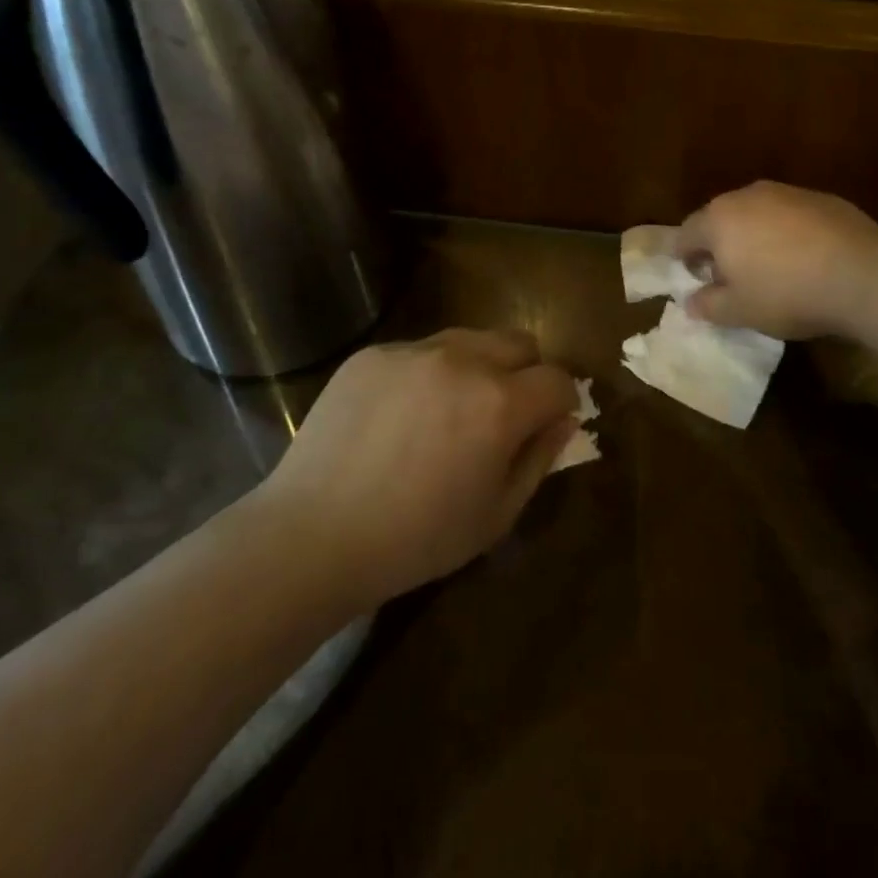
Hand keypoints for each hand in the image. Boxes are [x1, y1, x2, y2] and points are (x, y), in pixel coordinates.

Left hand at [260, 329, 578, 608]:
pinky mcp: (374, 353)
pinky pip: (420, 350)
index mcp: (500, 403)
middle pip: (520, 342)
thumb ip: (539, 460)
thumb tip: (563, 420)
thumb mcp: (496, 516)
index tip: (548, 423)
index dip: (561, 402)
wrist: (313, 535)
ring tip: (449, 411)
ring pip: (471, 338)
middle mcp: (463, 360)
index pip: (557, 379)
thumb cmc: (416, 539)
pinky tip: (400, 416)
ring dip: (478, 366)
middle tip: (503, 413)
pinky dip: (428, 373)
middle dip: (527, 373)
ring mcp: (414, 351)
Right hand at [677, 181, 877, 339]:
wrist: (862, 275)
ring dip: (753, 234)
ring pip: (756, 212)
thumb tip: (691, 302)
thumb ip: (708, 305)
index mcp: (719, 219)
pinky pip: (790, 214)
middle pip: (720, 217)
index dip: (684, 256)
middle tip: (728, 274)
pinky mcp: (821, 197)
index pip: (686, 234)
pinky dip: (787, 231)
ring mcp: (787, 192)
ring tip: (768, 265)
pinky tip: (804, 257)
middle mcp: (748, 196)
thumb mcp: (739, 311)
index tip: (693, 276)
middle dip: (719, 243)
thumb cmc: (787, 294)